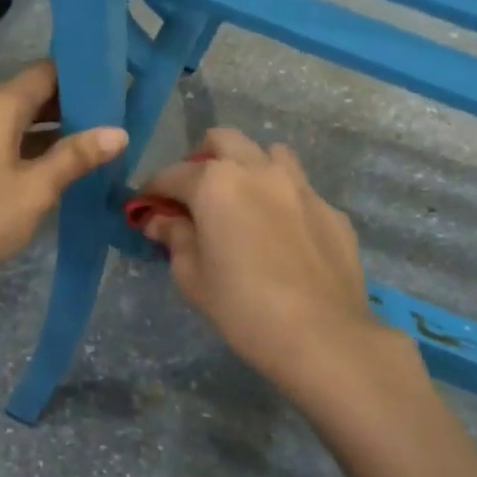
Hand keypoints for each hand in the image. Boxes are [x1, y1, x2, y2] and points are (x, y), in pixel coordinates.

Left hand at [0, 61, 127, 293]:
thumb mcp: (36, 188)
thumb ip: (76, 157)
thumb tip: (118, 132)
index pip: (48, 72)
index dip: (83, 80)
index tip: (118, 92)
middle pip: (29, 95)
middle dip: (69, 109)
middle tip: (112, 125)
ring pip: (12, 122)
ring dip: (47, 133)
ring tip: (88, 150)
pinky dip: (23, 150)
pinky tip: (47, 172)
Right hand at [135, 128, 396, 388]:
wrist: (323, 336)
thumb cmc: (242, 307)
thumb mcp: (192, 277)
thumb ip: (174, 237)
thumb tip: (160, 220)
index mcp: (216, 184)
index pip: (172, 174)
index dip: (152, 190)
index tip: (145, 208)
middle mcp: (259, 171)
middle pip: (223, 140)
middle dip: (201, 159)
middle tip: (194, 195)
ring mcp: (301, 187)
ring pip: (269, 154)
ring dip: (248, 168)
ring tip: (242, 203)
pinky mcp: (331, 211)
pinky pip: (299, 190)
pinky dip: (281, 200)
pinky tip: (280, 236)